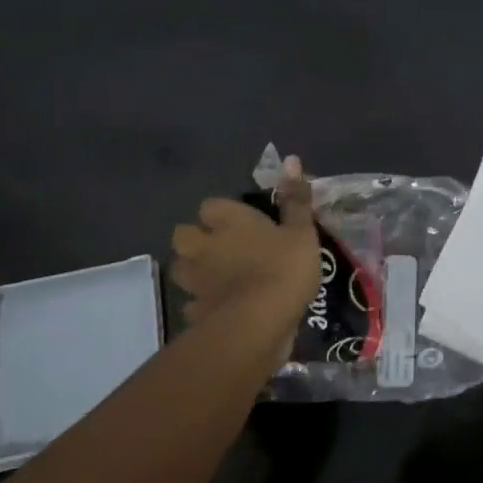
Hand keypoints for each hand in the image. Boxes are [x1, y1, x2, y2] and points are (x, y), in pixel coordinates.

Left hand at [171, 156, 319, 345]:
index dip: (222, 213)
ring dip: (193, 270)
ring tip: (216, 277)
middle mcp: (204, 247)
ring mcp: (196, 281)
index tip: (241, 222)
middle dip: (196, 240)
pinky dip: (202, 304)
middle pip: (183, 235)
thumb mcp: (301, 231)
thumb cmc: (283, 268)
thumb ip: (295, 199)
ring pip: (181, 268)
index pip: (210, 206)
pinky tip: (219, 308)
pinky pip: (193, 303)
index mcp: (229, 222)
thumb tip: (291, 160)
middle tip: (221, 248)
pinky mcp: (196, 312)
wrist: (259, 323)